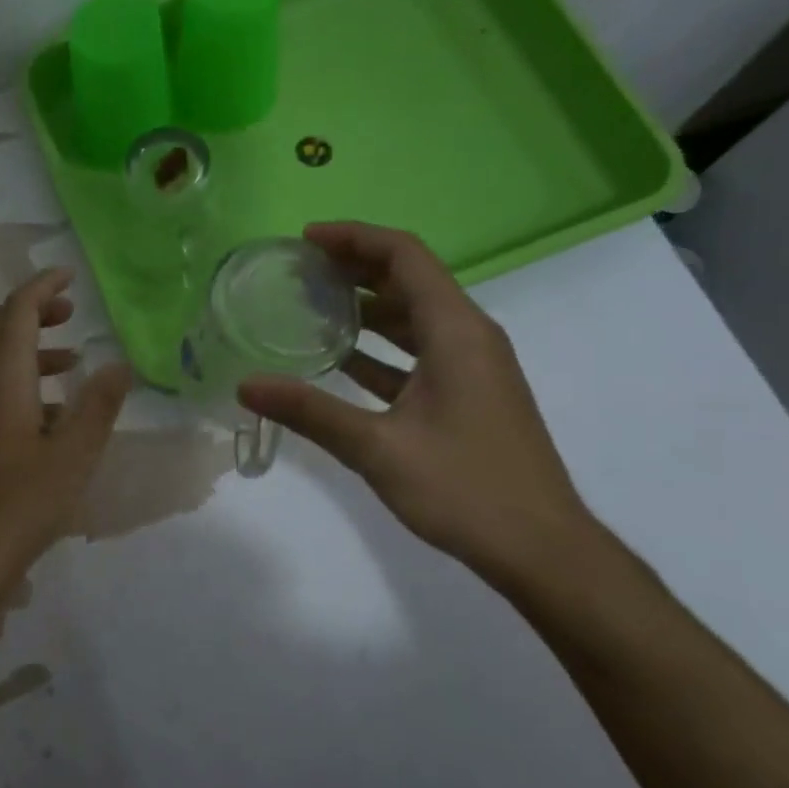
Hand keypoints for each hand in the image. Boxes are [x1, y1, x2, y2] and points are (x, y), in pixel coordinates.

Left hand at [0, 268, 131, 619]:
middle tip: (71, 311)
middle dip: (33, 310)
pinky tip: (53, 413)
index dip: (41, 287)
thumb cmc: (21, 505)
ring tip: (72, 360)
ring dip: (30, 347)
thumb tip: (119, 364)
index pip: (16, 313)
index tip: (69, 275)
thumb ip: (98, 407)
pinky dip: (24, 380)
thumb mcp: (74, 456)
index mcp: (2, 382)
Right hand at [238, 223, 593, 582]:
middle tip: (298, 271)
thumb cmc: (465, 489)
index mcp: (457, 332)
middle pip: (410, 280)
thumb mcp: (378, 449)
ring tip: (310, 307)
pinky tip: (339, 362)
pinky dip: (380, 349)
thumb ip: (310, 412)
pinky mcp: (468, 395)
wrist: (541, 549)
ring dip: (366, 307)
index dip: (354, 238)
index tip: (305, 240)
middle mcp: (469, 337)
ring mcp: (472, 367)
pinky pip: (418, 353)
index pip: (405, 256)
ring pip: (414, 317)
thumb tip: (246, 385)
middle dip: (354, 267)